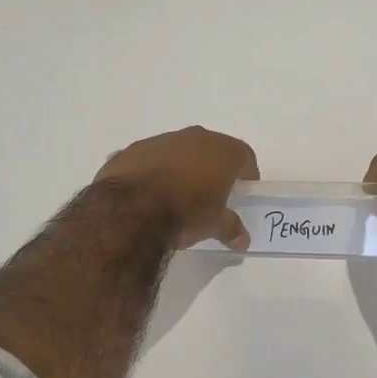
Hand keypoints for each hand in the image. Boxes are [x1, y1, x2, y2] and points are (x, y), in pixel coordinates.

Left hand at [95, 127, 258, 250]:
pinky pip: (151, 158)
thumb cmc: (185, 213)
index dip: (246, 173)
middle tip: (211, 193)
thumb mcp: (213, 225)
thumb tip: (242, 240)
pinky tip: (148, 193)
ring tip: (176, 194)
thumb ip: (230, 228)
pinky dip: (154, 171)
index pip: (244, 156)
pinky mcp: (133, 149)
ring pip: (179, 150)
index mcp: (221, 151)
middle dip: (213, 168)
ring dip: (181, 166)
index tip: (242, 191)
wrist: (130, 209)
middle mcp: (194, 137)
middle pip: (211, 149)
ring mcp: (161, 140)